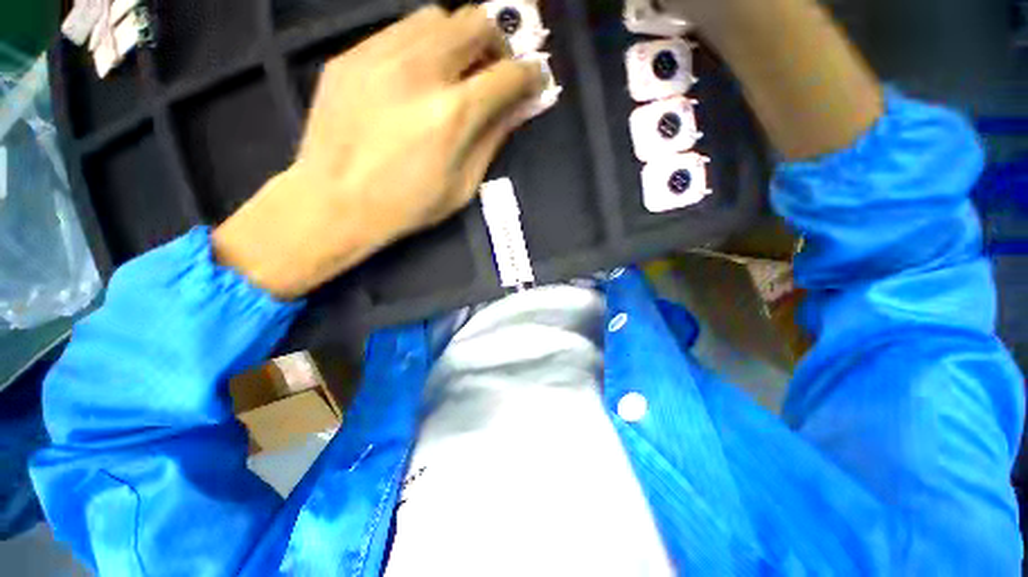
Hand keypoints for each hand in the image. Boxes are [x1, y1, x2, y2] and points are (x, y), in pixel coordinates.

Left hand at [213, 6, 543, 299]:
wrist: (335, 202)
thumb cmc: (407, 205)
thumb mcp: (463, 186)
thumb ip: (493, 140)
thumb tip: (517, 108)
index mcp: (454, 114)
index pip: (510, 74)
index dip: (531, 75)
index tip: (535, 80)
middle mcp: (421, 71)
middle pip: (477, 21)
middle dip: (497, 43)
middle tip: (494, 71)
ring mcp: (381, 56)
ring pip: (438, 16)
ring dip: (459, 39)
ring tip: (456, 72)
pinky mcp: (352, 55)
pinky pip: (399, 31)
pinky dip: (422, 46)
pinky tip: (417, 76)